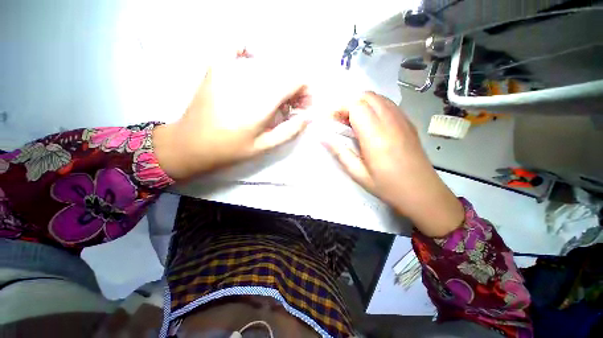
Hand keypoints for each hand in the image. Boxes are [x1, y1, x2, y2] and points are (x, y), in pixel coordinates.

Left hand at [153, 52, 310, 179]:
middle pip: (284, 70)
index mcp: (261, 100)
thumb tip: (308, 116)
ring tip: (272, 97)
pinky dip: (250, 52)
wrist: (191, 144)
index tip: (302, 106)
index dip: (305, 91)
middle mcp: (248, 77)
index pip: (296, 79)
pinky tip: (253, 65)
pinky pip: (237, 45)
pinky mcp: (215, 65)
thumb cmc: (231, 149)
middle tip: (289, 106)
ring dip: (277, 78)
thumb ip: (290, 130)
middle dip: (293, 87)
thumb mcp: (265, 146)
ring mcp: (229, 67)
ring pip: (267, 63)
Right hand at [323, 92, 463, 236]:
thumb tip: (322, 138)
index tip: (331, 121)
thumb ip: (339, 152)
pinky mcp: (408, 122)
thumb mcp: (358, 173)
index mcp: (375, 135)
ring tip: (353, 122)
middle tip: (340, 121)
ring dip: (361, 104)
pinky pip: (388, 105)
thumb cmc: (388, 186)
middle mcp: (390, 121)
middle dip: (349, 104)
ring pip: (378, 98)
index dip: (340, 108)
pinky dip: (374, 107)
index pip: (356, 105)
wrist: (423, 192)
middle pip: (366, 96)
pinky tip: (370, 124)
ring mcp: (402, 119)